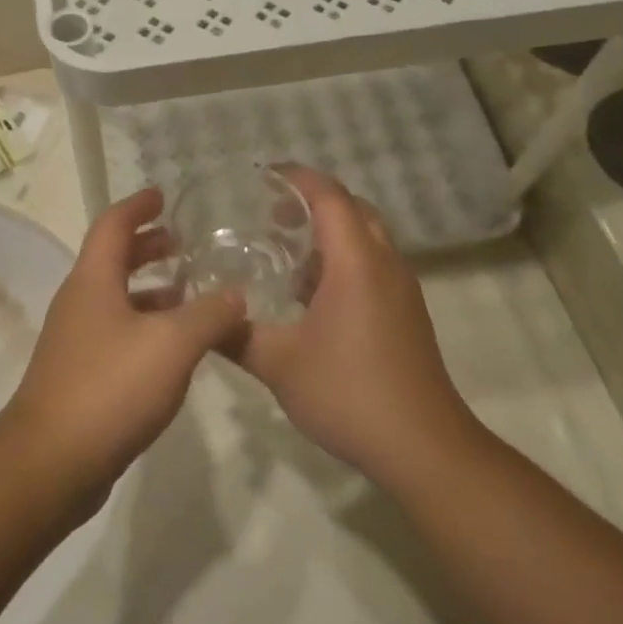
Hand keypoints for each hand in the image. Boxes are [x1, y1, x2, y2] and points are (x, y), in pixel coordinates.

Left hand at [3, 189, 245, 491]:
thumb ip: (210, 315)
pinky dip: (146, 325)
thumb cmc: (110, 387)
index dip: (138, 206)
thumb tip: (236, 296)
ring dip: (150, 289)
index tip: (162, 195)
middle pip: (112, 259)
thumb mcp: (172, 345)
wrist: (52, 461)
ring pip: (117, 299)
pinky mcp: (81, 374)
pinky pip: (118, 333)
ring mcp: (76, 340)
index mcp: (93, 281)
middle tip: (182, 243)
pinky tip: (174, 348)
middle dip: (147, 246)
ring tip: (189, 292)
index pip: (112, 224)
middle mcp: (79, 302)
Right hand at [236, 167, 484, 488]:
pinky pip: (372, 264)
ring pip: (366, 238)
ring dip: (329, 232)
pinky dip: (342, 260)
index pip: (329, 196)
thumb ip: (234, 334)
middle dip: (312, 202)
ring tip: (284, 249)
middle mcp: (384, 264)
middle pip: (352, 209)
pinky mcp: (406, 313)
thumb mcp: (278, 364)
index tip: (262, 176)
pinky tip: (309, 294)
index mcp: (356, 263)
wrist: (423, 447)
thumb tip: (199, 317)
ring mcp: (400, 289)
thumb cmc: (349, 393)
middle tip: (271, 214)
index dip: (297, 177)